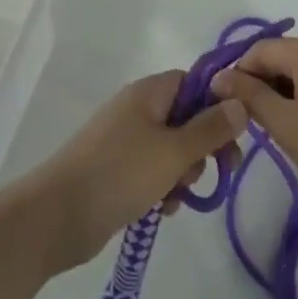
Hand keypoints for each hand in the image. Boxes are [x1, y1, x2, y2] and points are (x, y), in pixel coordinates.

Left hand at [23, 72, 247, 271]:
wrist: (57, 215)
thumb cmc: (120, 173)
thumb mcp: (173, 152)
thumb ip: (210, 129)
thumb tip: (240, 103)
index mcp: (149, 93)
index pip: (194, 83)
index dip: (216, 105)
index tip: (232, 136)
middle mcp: (137, 109)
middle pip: (186, 117)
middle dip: (202, 147)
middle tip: (214, 172)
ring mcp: (124, 140)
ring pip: (171, 149)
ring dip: (183, 172)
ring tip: (177, 196)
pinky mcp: (116, 170)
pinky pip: (152, 171)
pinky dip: (162, 187)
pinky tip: (162, 210)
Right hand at [210, 38, 297, 220]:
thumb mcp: (286, 125)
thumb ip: (250, 97)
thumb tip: (219, 78)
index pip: (260, 49)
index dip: (239, 74)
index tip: (228, 107)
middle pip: (283, 56)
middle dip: (263, 84)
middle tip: (254, 124)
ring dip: (285, 93)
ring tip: (280, 130)